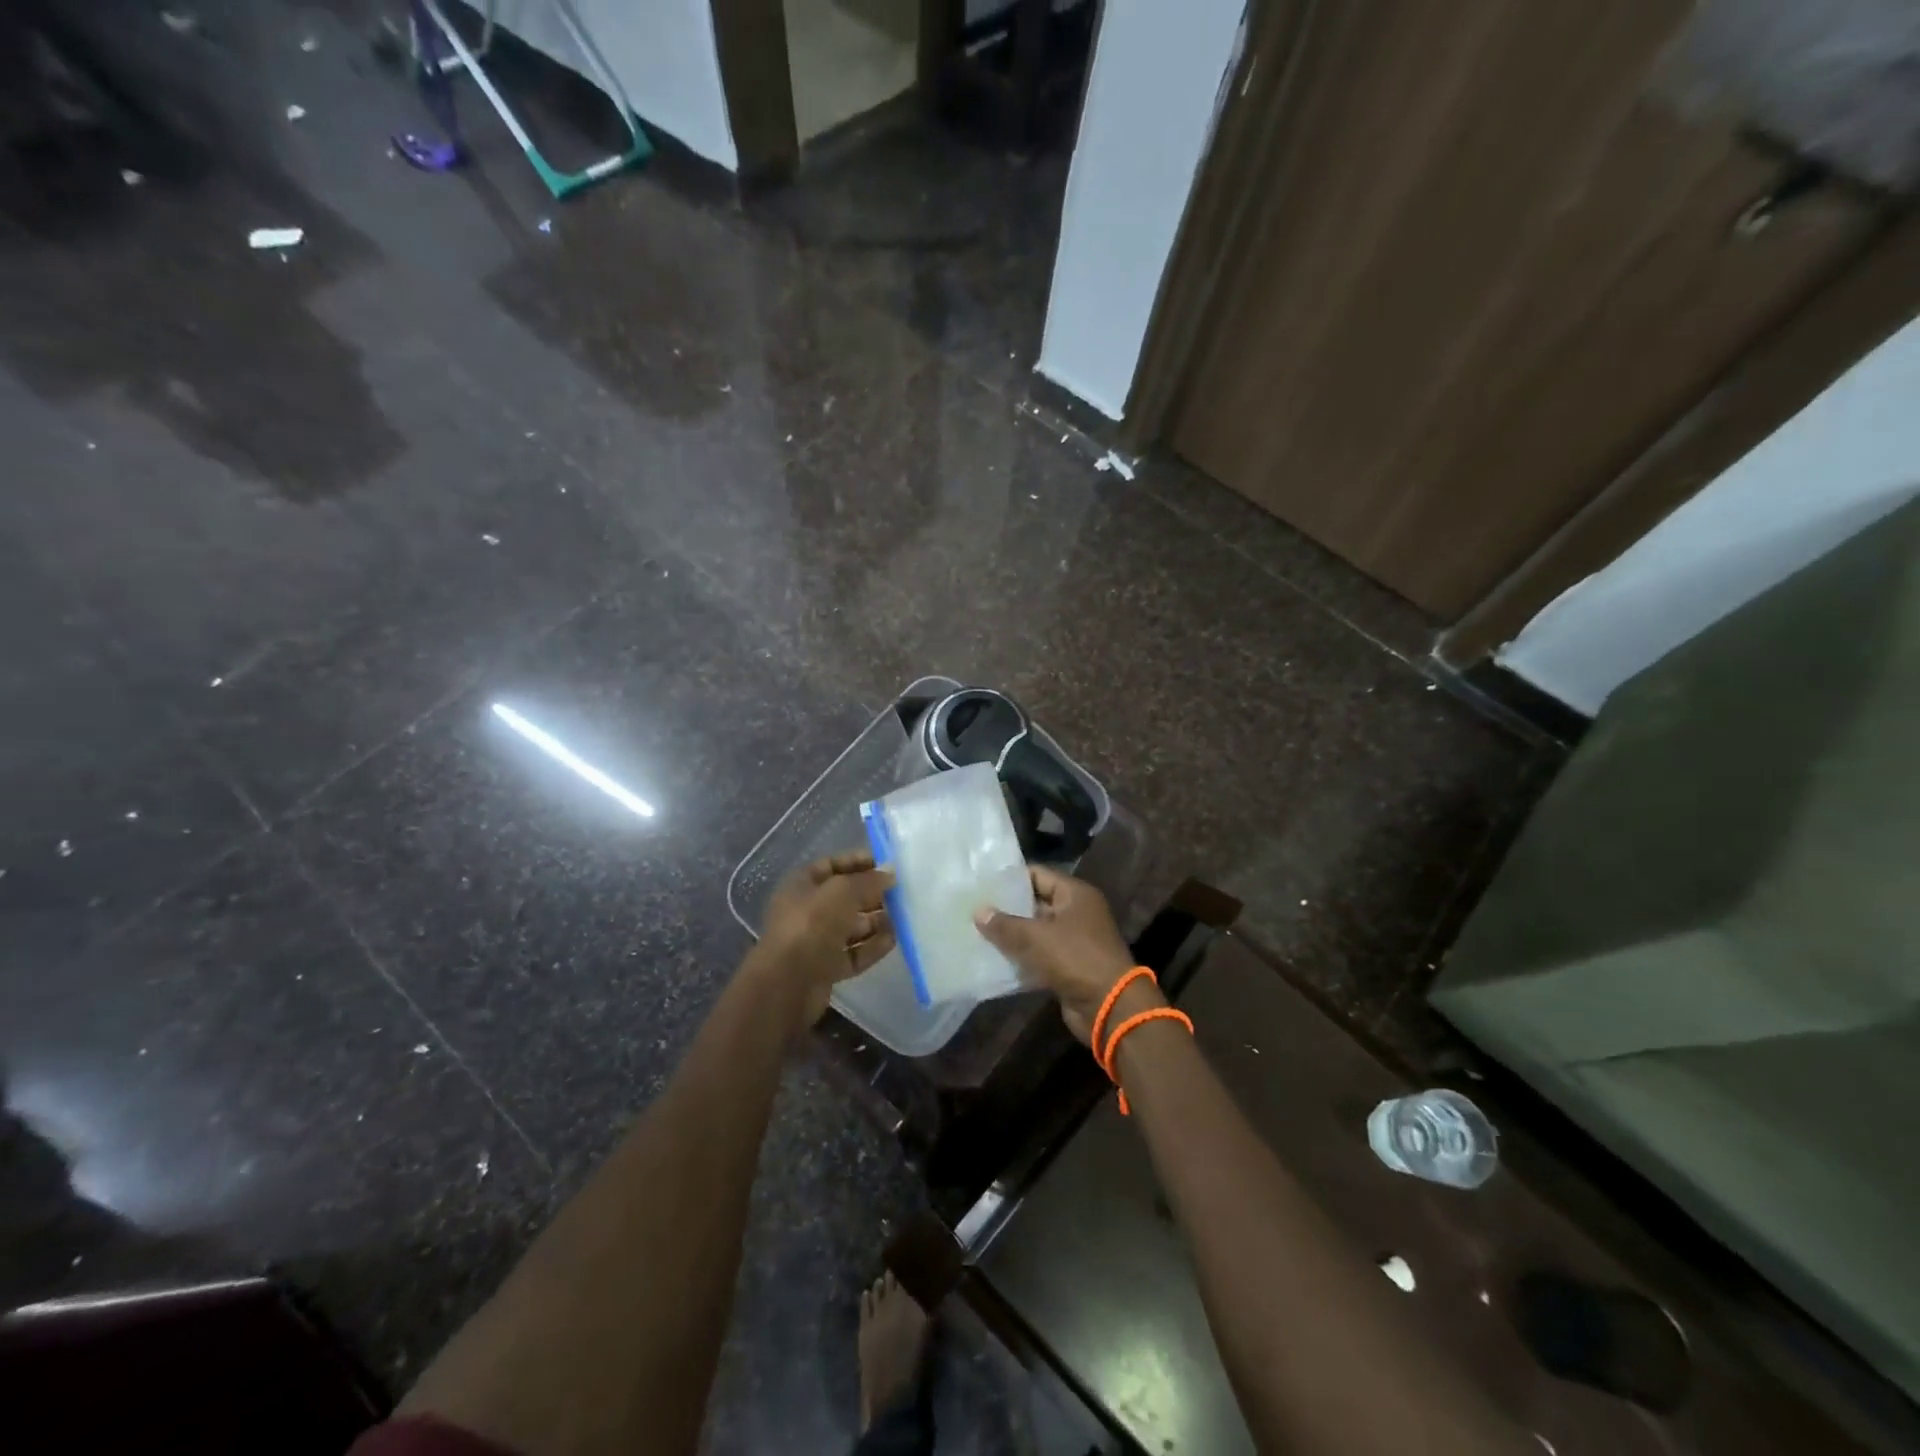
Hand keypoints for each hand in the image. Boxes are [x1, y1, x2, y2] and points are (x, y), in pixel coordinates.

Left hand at [748, 852, 895, 1028]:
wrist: (787, 984)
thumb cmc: (811, 925)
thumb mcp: (842, 891)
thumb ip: (868, 880)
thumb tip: (890, 873)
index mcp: (801, 885)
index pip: (832, 866)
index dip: (858, 862)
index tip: (887, 865)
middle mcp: (807, 911)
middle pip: (844, 897)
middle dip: (872, 894)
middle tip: (901, 892)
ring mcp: (816, 941)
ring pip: (851, 927)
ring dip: (876, 922)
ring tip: (903, 918)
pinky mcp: (826, 968)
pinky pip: (854, 953)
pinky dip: (872, 947)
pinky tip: (894, 941)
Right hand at [974, 867, 1155, 1046]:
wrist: (1109, 1007)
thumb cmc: (1075, 959)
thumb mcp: (1035, 937)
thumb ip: (1005, 924)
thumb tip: (979, 912)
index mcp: (1075, 894)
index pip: (1038, 874)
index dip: (1010, 878)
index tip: (982, 883)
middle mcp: (1077, 913)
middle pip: (1036, 903)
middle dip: (1007, 908)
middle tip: (974, 908)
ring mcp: (1075, 941)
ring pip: (1037, 932)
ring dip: (1013, 936)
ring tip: (978, 932)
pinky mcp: (1069, 966)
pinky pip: (1040, 956)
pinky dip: (1022, 958)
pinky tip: (995, 959)